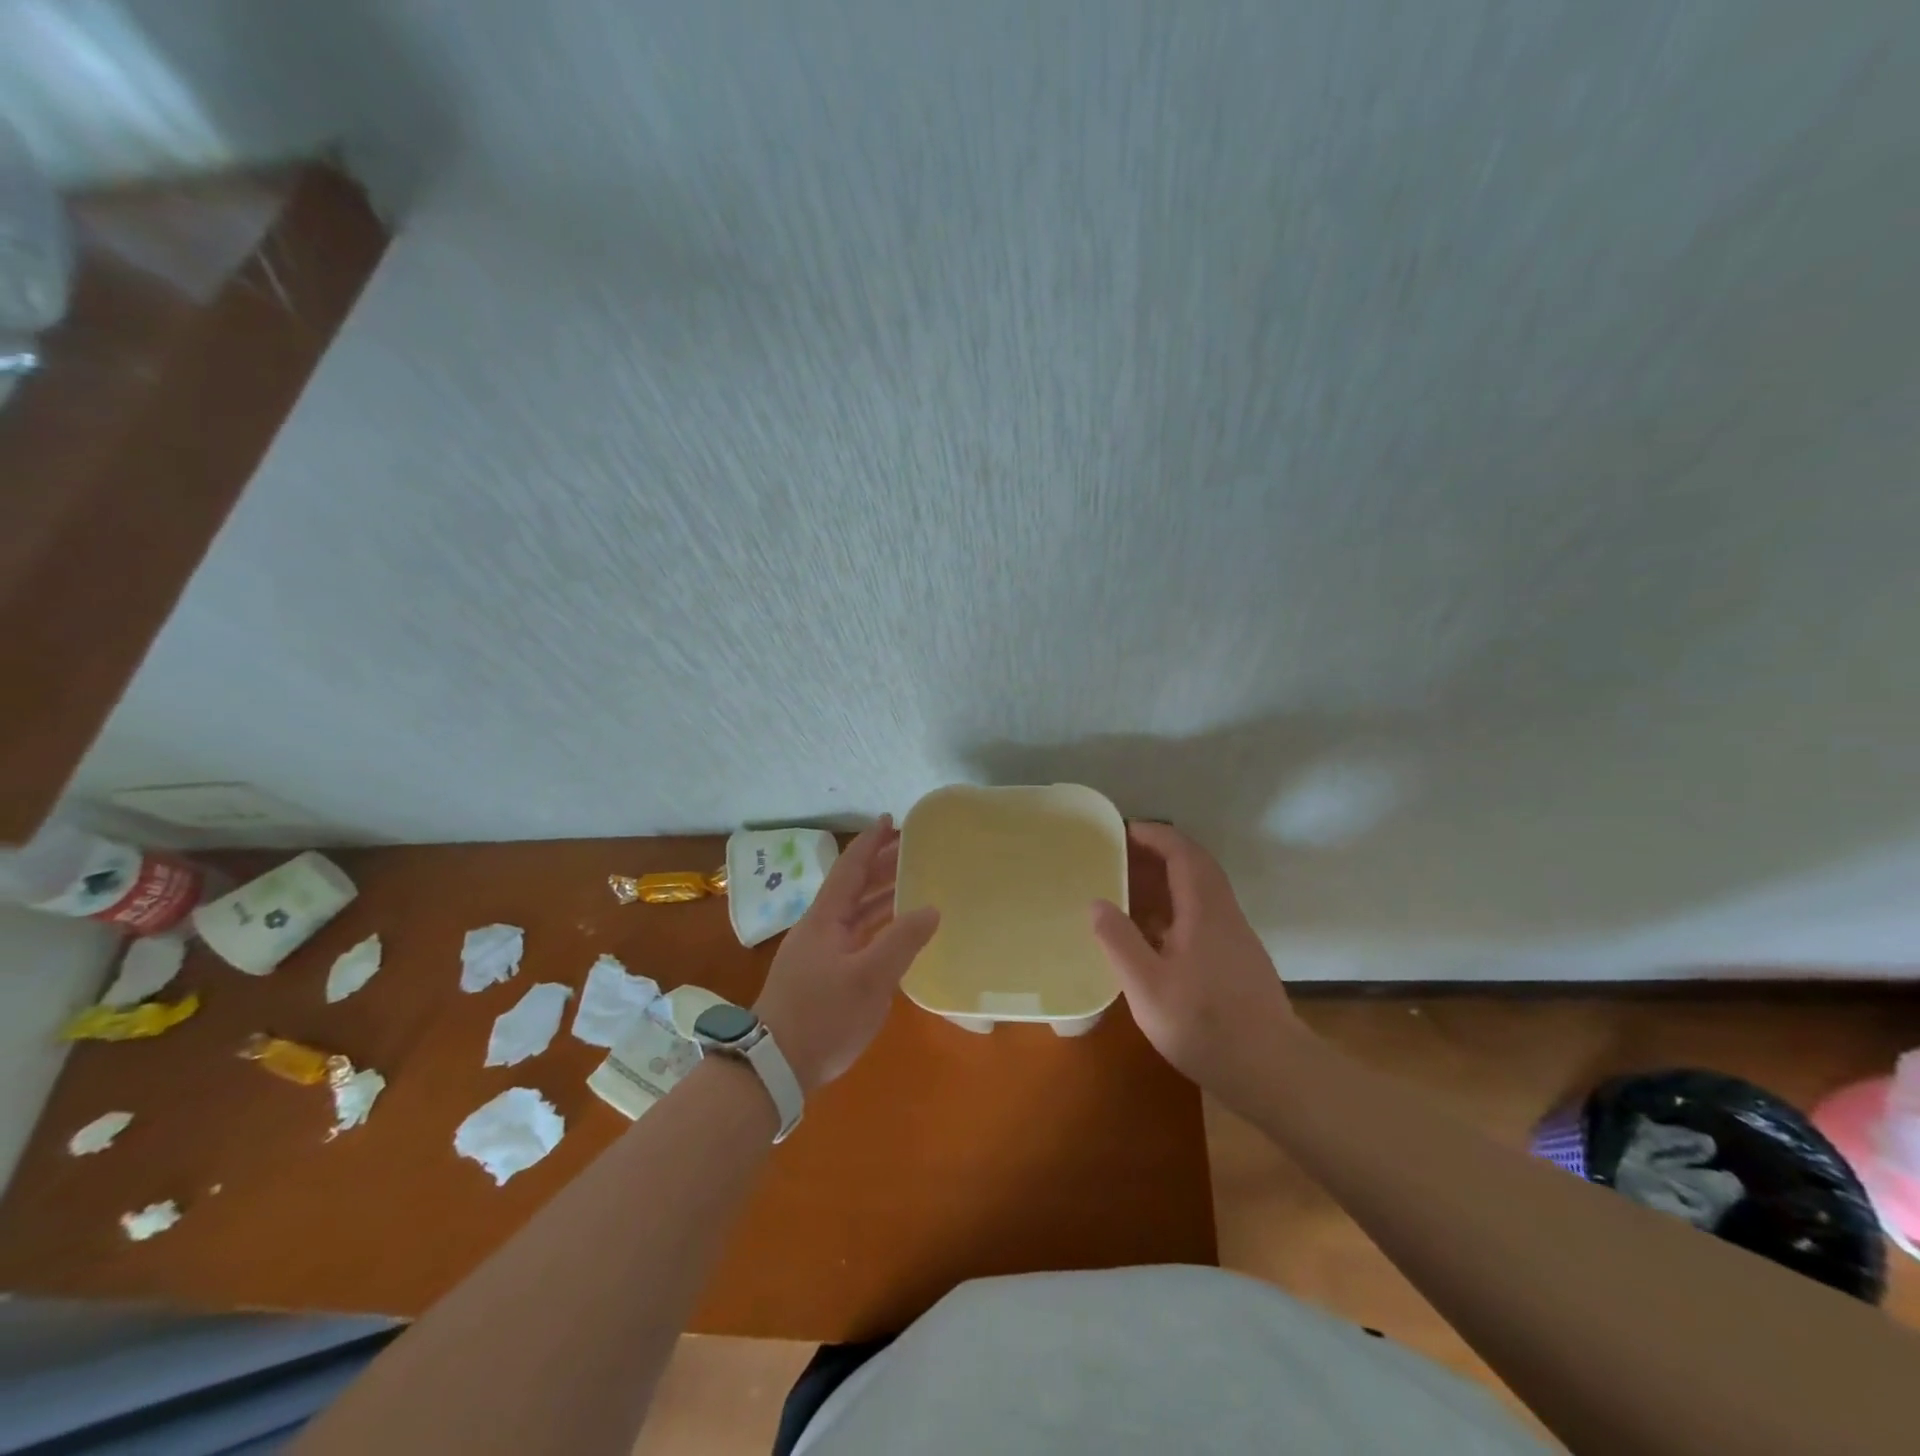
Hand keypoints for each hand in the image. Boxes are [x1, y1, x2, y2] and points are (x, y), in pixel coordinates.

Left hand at [753, 816, 939, 1093]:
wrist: (774, 1066)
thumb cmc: (822, 1016)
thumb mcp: (869, 978)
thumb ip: (902, 941)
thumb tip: (931, 909)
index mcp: (825, 918)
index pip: (850, 868)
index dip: (871, 843)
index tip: (890, 820)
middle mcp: (821, 928)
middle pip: (853, 887)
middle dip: (881, 866)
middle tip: (914, 850)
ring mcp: (820, 953)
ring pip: (855, 913)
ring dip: (881, 895)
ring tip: (914, 883)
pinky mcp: (823, 976)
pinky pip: (856, 936)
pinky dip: (878, 925)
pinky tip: (898, 932)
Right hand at [1090, 822, 1304, 1112]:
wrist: (1272, 1072)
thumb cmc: (1205, 1025)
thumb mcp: (1148, 987)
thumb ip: (1119, 941)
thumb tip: (1097, 902)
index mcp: (1204, 910)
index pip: (1182, 852)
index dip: (1153, 835)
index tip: (1121, 831)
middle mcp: (1224, 914)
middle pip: (1194, 866)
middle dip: (1157, 854)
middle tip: (1117, 858)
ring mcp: (1235, 937)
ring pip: (1200, 891)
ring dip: (1166, 882)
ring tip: (1126, 891)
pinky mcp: (1237, 960)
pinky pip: (1202, 915)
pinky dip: (1174, 908)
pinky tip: (1152, 935)